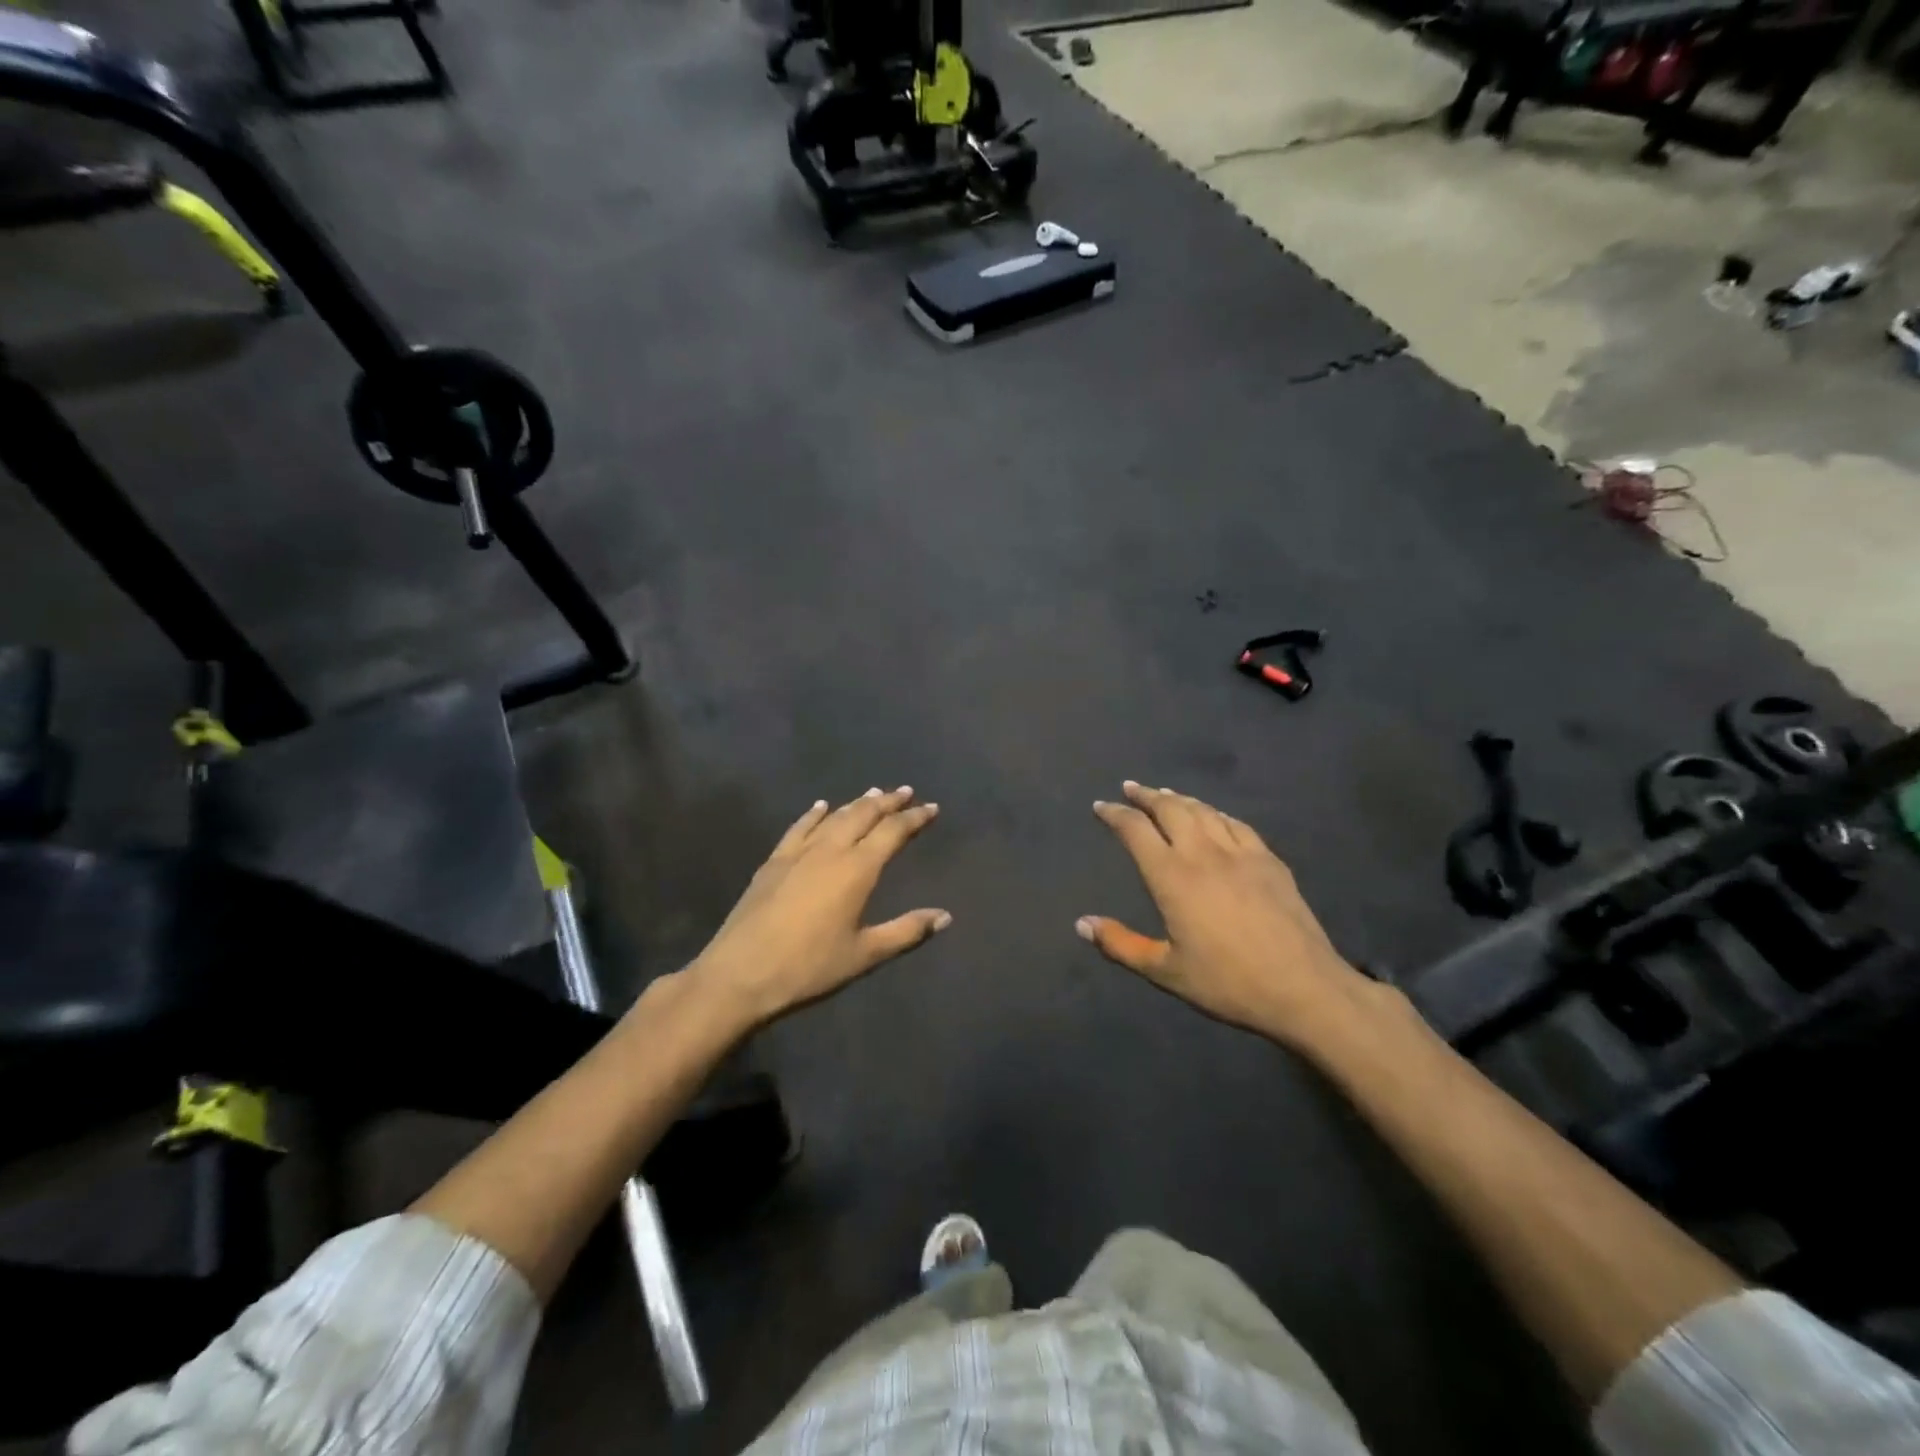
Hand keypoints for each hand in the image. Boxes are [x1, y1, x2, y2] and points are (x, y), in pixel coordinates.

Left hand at [685, 787, 948, 1027]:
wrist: (740, 974)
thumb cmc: (809, 967)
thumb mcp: (864, 954)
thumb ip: (906, 931)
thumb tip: (945, 916)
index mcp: (857, 870)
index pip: (892, 832)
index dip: (914, 818)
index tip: (931, 807)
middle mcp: (830, 850)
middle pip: (863, 815)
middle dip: (887, 802)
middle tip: (905, 792)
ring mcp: (798, 853)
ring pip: (833, 817)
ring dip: (856, 803)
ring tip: (872, 793)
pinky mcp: (773, 862)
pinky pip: (798, 828)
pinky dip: (813, 814)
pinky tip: (820, 806)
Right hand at [1078, 782, 1378, 1047]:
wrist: (1303, 988)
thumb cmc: (1227, 982)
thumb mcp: (1165, 971)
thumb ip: (1121, 945)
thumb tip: (1081, 924)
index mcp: (1172, 876)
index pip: (1135, 830)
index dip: (1115, 814)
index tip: (1101, 806)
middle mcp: (1203, 853)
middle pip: (1169, 809)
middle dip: (1145, 795)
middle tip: (1130, 788)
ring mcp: (1240, 852)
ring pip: (1203, 810)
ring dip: (1179, 798)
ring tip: (1164, 794)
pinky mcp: (1269, 860)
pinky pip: (1235, 824)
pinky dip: (1215, 813)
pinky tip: (1213, 815)